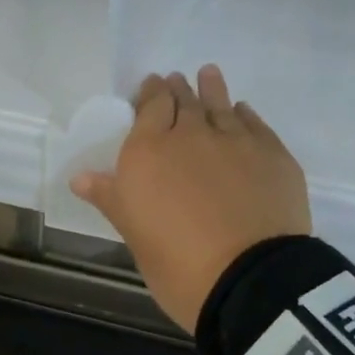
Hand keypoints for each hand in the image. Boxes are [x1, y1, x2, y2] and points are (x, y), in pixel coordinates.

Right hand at [71, 66, 310, 333]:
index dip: (150, 94)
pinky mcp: (273, 154)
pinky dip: (244, 114)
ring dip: (212, 88)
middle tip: (176, 82)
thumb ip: (111, 198)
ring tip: (208, 74)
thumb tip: (81, 176)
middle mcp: (191, 135)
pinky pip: (255, 124)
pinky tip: (242, 112)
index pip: (150, 107)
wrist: (250, 279)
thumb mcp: (135, 235)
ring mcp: (236, 141)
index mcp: (149, 152)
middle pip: (184, 101)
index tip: (151, 87)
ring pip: (221, 105)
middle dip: (177, 90)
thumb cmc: (178, 265)